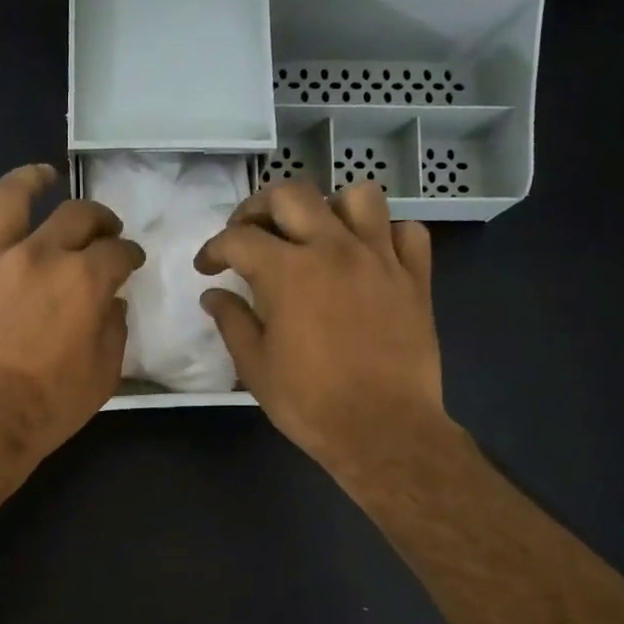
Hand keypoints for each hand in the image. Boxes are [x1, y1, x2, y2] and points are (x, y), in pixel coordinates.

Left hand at [0, 164, 144, 471]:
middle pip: (75, 216)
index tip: (131, 260)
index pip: (117, 252)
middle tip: (103, 228)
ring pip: (10, 199)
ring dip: (30, 180)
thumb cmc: (49, 406)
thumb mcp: (104, 375)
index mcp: (84, 281)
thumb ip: (114, 330)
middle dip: (98, 218)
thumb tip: (112, 303)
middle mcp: (39, 256)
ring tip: (43, 175)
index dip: (129, 253)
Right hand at [194, 179, 448, 477]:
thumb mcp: (255, 367)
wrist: (383, 428)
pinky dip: (385, 234)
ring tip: (317, 235)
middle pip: (292, 194)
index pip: (238, 238)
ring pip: (358, 196)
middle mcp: (334, 248)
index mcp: (287, 271)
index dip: (214, 249)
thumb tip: (213, 295)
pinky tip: (369, 256)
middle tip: (250, 235)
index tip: (207, 268)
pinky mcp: (415, 277)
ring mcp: (380, 258)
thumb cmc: (309, 402)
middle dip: (259, 209)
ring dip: (329, 207)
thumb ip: (232, 322)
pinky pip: (406, 232)